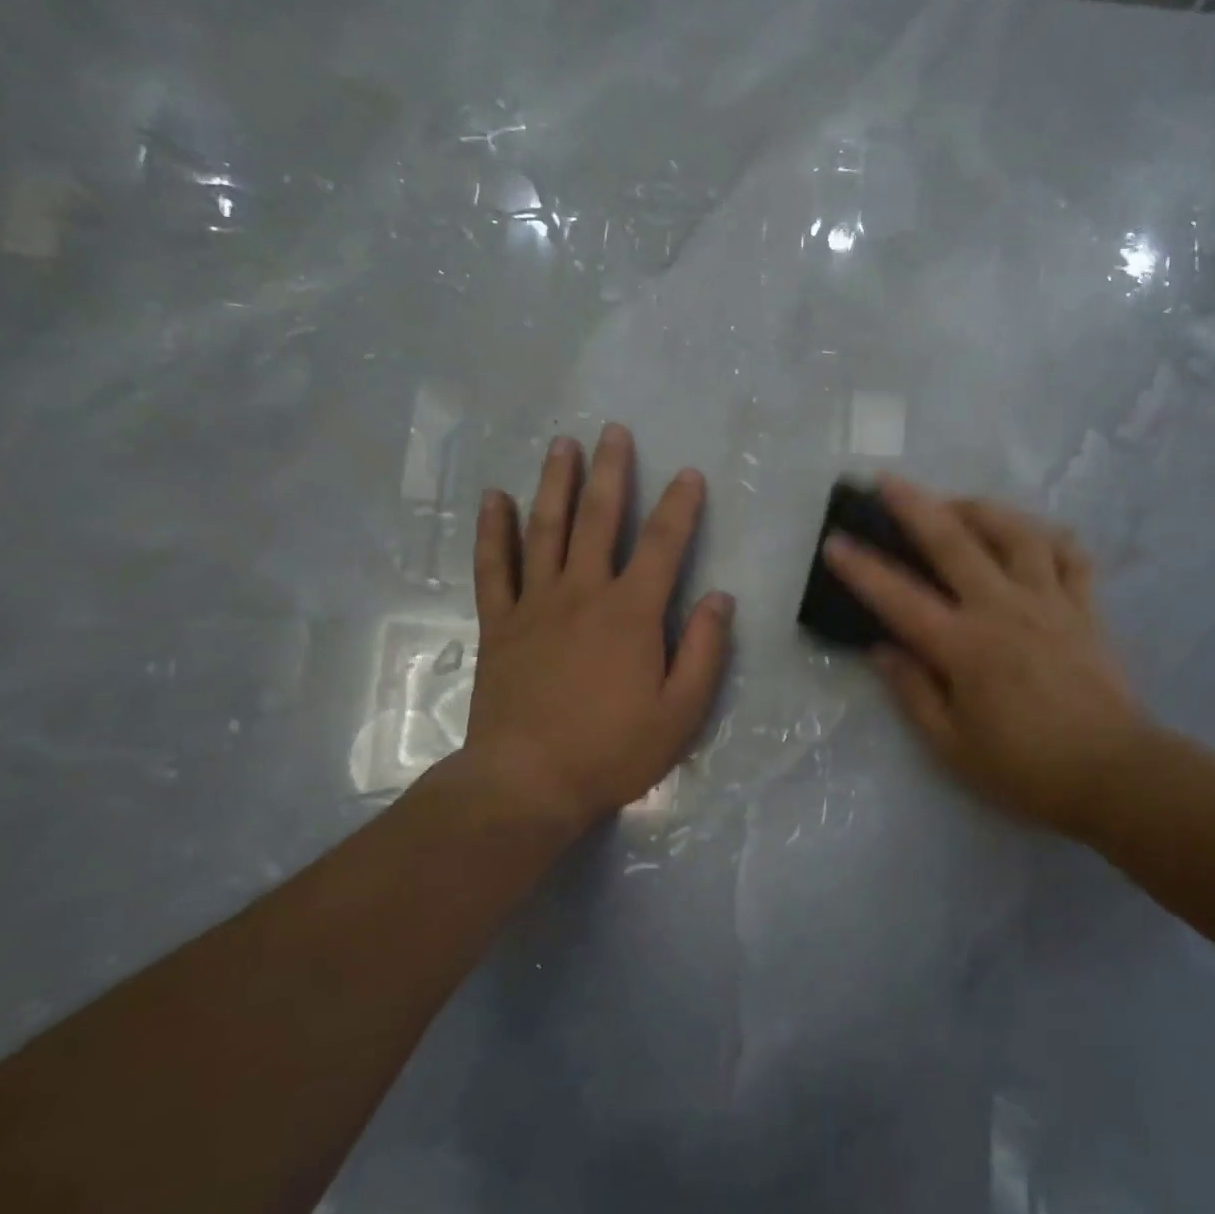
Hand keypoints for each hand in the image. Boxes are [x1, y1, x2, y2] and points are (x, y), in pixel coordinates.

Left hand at [447, 423, 732, 837]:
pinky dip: (494, 531)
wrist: (527, 782)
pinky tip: (495, 499)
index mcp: (632, 613)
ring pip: (545, 530)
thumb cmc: (613, 749)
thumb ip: (705, 650)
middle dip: (610, 473)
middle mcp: (583, 593)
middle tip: (612, 431)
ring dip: (554, 483)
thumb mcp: (682, 711)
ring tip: (561, 445)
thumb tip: (720, 598)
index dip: (679, 506)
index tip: (689, 474)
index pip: (663, 544)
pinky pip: (494, 567)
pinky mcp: (500, 624)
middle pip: (598, 520)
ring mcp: (535, 605)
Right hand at [823, 477, 1142, 840]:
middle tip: (888, 481)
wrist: (1113, 774)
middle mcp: (1003, 610)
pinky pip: (1070, 556)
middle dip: (915, 507)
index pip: (900, 598)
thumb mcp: (952, 747)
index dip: (862, 568)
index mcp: (964, 647)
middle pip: (954, 543)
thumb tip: (882, 650)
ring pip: (1017, 534)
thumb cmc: (1025, 768)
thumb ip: (913, 693)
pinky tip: (1032, 534)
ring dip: (982, 509)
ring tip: (958, 503)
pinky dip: (1049, 537)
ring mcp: (1049, 602)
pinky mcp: (1084, 608)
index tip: (835, 540)